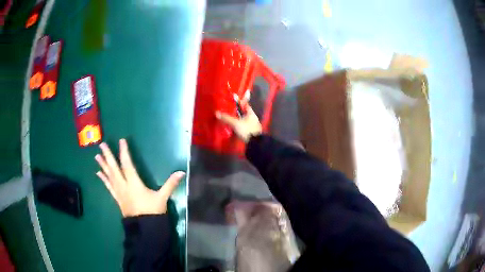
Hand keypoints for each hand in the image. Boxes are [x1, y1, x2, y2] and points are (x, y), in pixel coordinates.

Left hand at [95, 139, 184, 216]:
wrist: (144, 228)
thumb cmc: (153, 212)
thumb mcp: (162, 197)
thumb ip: (170, 184)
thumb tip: (182, 172)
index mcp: (134, 183)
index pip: (127, 164)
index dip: (124, 152)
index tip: (121, 140)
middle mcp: (123, 185)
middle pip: (114, 168)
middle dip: (108, 156)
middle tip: (101, 145)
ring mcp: (119, 192)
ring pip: (109, 176)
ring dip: (103, 165)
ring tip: (96, 156)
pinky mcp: (117, 198)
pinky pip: (108, 186)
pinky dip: (103, 179)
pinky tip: (98, 174)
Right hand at [216, 106, 261, 142]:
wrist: (255, 144)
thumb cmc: (247, 130)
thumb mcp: (235, 123)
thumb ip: (226, 118)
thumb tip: (217, 113)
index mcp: (251, 114)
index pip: (245, 105)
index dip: (239, 103)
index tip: (233, 101)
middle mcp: (253, 119)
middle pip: (244, 113)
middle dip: (237, 112)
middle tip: (229, 111)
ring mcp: (253, 126)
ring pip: (244, 121)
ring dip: (238, 120)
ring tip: (229, 119)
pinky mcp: (251, 133)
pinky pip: (243, 127)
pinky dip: (239, 127)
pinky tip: (233, 128)